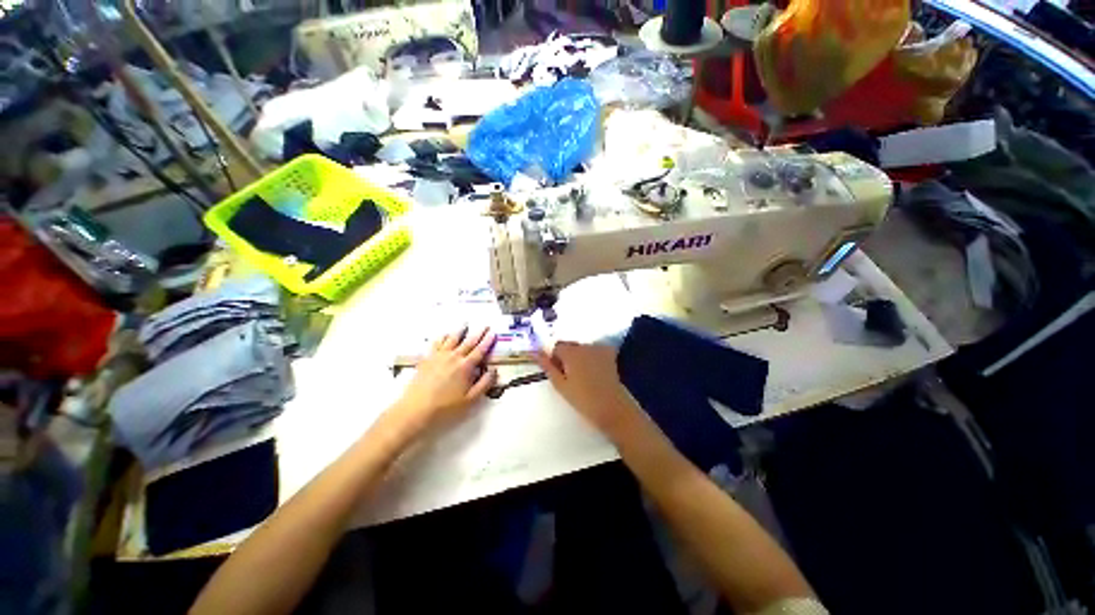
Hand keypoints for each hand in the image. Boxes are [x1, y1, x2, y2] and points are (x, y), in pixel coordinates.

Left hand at [389, 326, 497, 436]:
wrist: (416, 409)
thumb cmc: (445, 407)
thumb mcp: (470, 399)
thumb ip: (484, 384)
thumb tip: (493, 370)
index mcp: (465, 367)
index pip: (480, 350)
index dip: (487, 341)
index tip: (493, 332)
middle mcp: (453, 357)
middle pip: (468, 342)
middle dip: (478, 333)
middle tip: (485, 325)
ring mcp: (438, 356)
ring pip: (451, 339)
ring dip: (459, 330)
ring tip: (465, 323)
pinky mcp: (426, 359)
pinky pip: (436, 344)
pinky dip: (441, 337)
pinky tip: (443, 335)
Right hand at [536, 342, 641, 436]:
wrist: (611, 407)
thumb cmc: (582, 399)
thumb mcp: (560, 385)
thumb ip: (547, 366)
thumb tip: (534, 352)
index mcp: (570, 352)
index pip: (556, 347)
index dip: (555, 359)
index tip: (559, 373)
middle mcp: (584, 345)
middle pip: (570, 346)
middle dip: (567, 357)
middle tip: (571, 377)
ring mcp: (598, 348)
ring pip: (582, 348)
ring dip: (580, 356)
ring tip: (584, 376)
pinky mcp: (609, 353)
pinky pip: (595, 349)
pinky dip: (593, 356)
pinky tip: (595, 370)